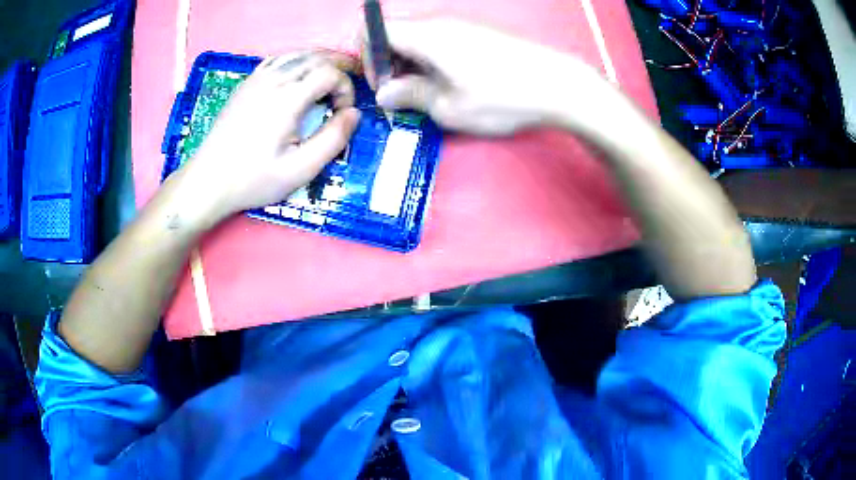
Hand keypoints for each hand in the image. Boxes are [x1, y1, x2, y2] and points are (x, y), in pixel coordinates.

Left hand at [181, 51, 361, 223]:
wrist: (209, 181)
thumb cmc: (253, 179)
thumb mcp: (300, 170)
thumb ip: (333, 140)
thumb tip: (354, 114)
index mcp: (287, 98)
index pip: (330, 73)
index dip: (346, 88)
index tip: (343, 112)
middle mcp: (273, 80)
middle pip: (316, 57)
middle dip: (339, 68)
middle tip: (349, 87)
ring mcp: (256, 79)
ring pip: (297, 54)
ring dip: (319, 60)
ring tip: (331, 76)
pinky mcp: (246, 84)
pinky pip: (277, 60)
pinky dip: (296, 61)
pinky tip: (299, 75)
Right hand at [363, 18, 604, 135]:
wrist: (559, 85)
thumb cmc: (501, 97)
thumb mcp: (449, 107)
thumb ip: (410, 96)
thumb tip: (385, 93)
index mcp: (426, 34)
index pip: (375, 29)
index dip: (368, 55)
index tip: (383, 83)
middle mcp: (441, 22)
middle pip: (397, 31)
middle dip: (390, 61)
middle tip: (404, 93)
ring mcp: (463, 24)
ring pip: (420, 36)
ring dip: (413, 61)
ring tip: (429, 91)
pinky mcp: (480, 31)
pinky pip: (442, 38)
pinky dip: (434, 57)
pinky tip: (452, 81)